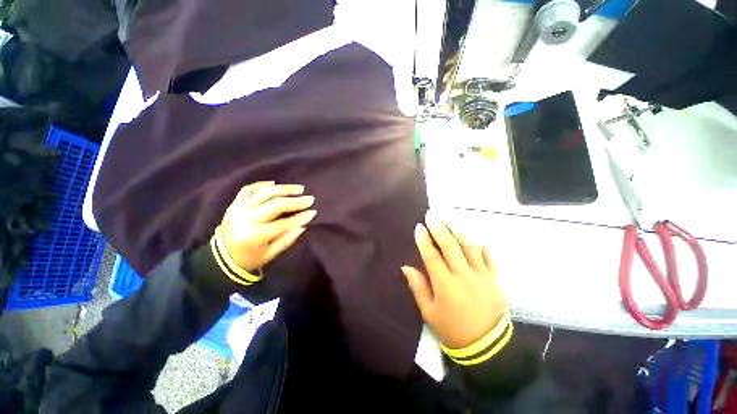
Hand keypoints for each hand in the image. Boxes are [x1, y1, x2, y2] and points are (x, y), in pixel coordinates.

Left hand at [220, 181, 315, 270]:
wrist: (220, 258)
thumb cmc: (248, 258)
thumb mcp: (269, 255)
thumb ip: (287, 240)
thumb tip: (303, 226)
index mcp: (255, 235)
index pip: (284, 223)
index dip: (301, 217)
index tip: (313, 212)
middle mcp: (247, 218)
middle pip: (276, 204)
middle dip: (296, 201)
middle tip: (310, 198)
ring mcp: (239, 208)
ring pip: (265, 193)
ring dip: (284, 189)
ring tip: (299, 188)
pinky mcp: (235, 203)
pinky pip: (249, 189)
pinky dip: (262, 185)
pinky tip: (274, 184)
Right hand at [401, 212, 506, 348]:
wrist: (487, 347)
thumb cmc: (452, 329)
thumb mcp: (429, 313)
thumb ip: (418, 287)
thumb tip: (406, 267)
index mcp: (446, 285)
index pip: (432, 256)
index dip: (424, 240)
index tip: (419, 227)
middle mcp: (464, 276)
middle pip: (451, 246)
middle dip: (440, 228)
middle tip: (432, 214)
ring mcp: (483, 276)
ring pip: (470, 247)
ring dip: (459, 230)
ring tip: (450, 218)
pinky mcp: (495, 280)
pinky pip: (489, 258)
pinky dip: (481, 246)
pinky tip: (474, 236)